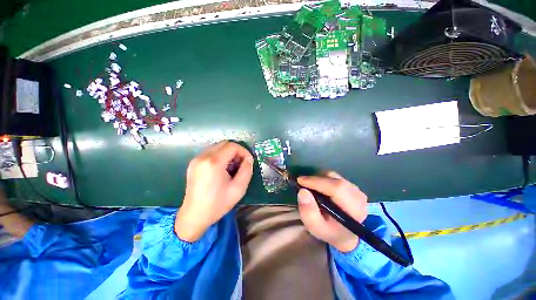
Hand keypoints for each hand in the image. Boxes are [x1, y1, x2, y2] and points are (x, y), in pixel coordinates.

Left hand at [175, 141, 253, 241]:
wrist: (194, 215)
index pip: (232, 146)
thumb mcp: (238, 188)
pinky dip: (220, 156)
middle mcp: (203, 157)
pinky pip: (210, 153)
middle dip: (236, 151)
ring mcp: (196, 159)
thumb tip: (248, 159)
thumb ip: (247, 170)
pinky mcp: (193, 164)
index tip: (248, 161)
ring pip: (217, 147)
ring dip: (228, 154)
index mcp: (213, 162)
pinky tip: (222, 169)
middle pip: (224, 144)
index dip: (243, 151)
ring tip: (232, 167)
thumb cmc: (218, 203)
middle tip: (241, 164)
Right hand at [297, 171, 367, 252]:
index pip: (337, 189)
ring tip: (310, 186)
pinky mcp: (352, 186)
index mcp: (354, 210)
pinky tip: (319, 186)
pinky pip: (335, 177)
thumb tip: (303, 191)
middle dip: (316, 179)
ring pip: (335, 176)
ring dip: (320, 178)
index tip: (300, 180)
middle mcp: (358, 197)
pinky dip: (324, 179)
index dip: (317, 182)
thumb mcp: (315, 227)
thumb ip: (308, 212)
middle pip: (335, 180)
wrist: (344, 234)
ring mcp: (357, 190)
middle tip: (303, 183)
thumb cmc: (329, 231)